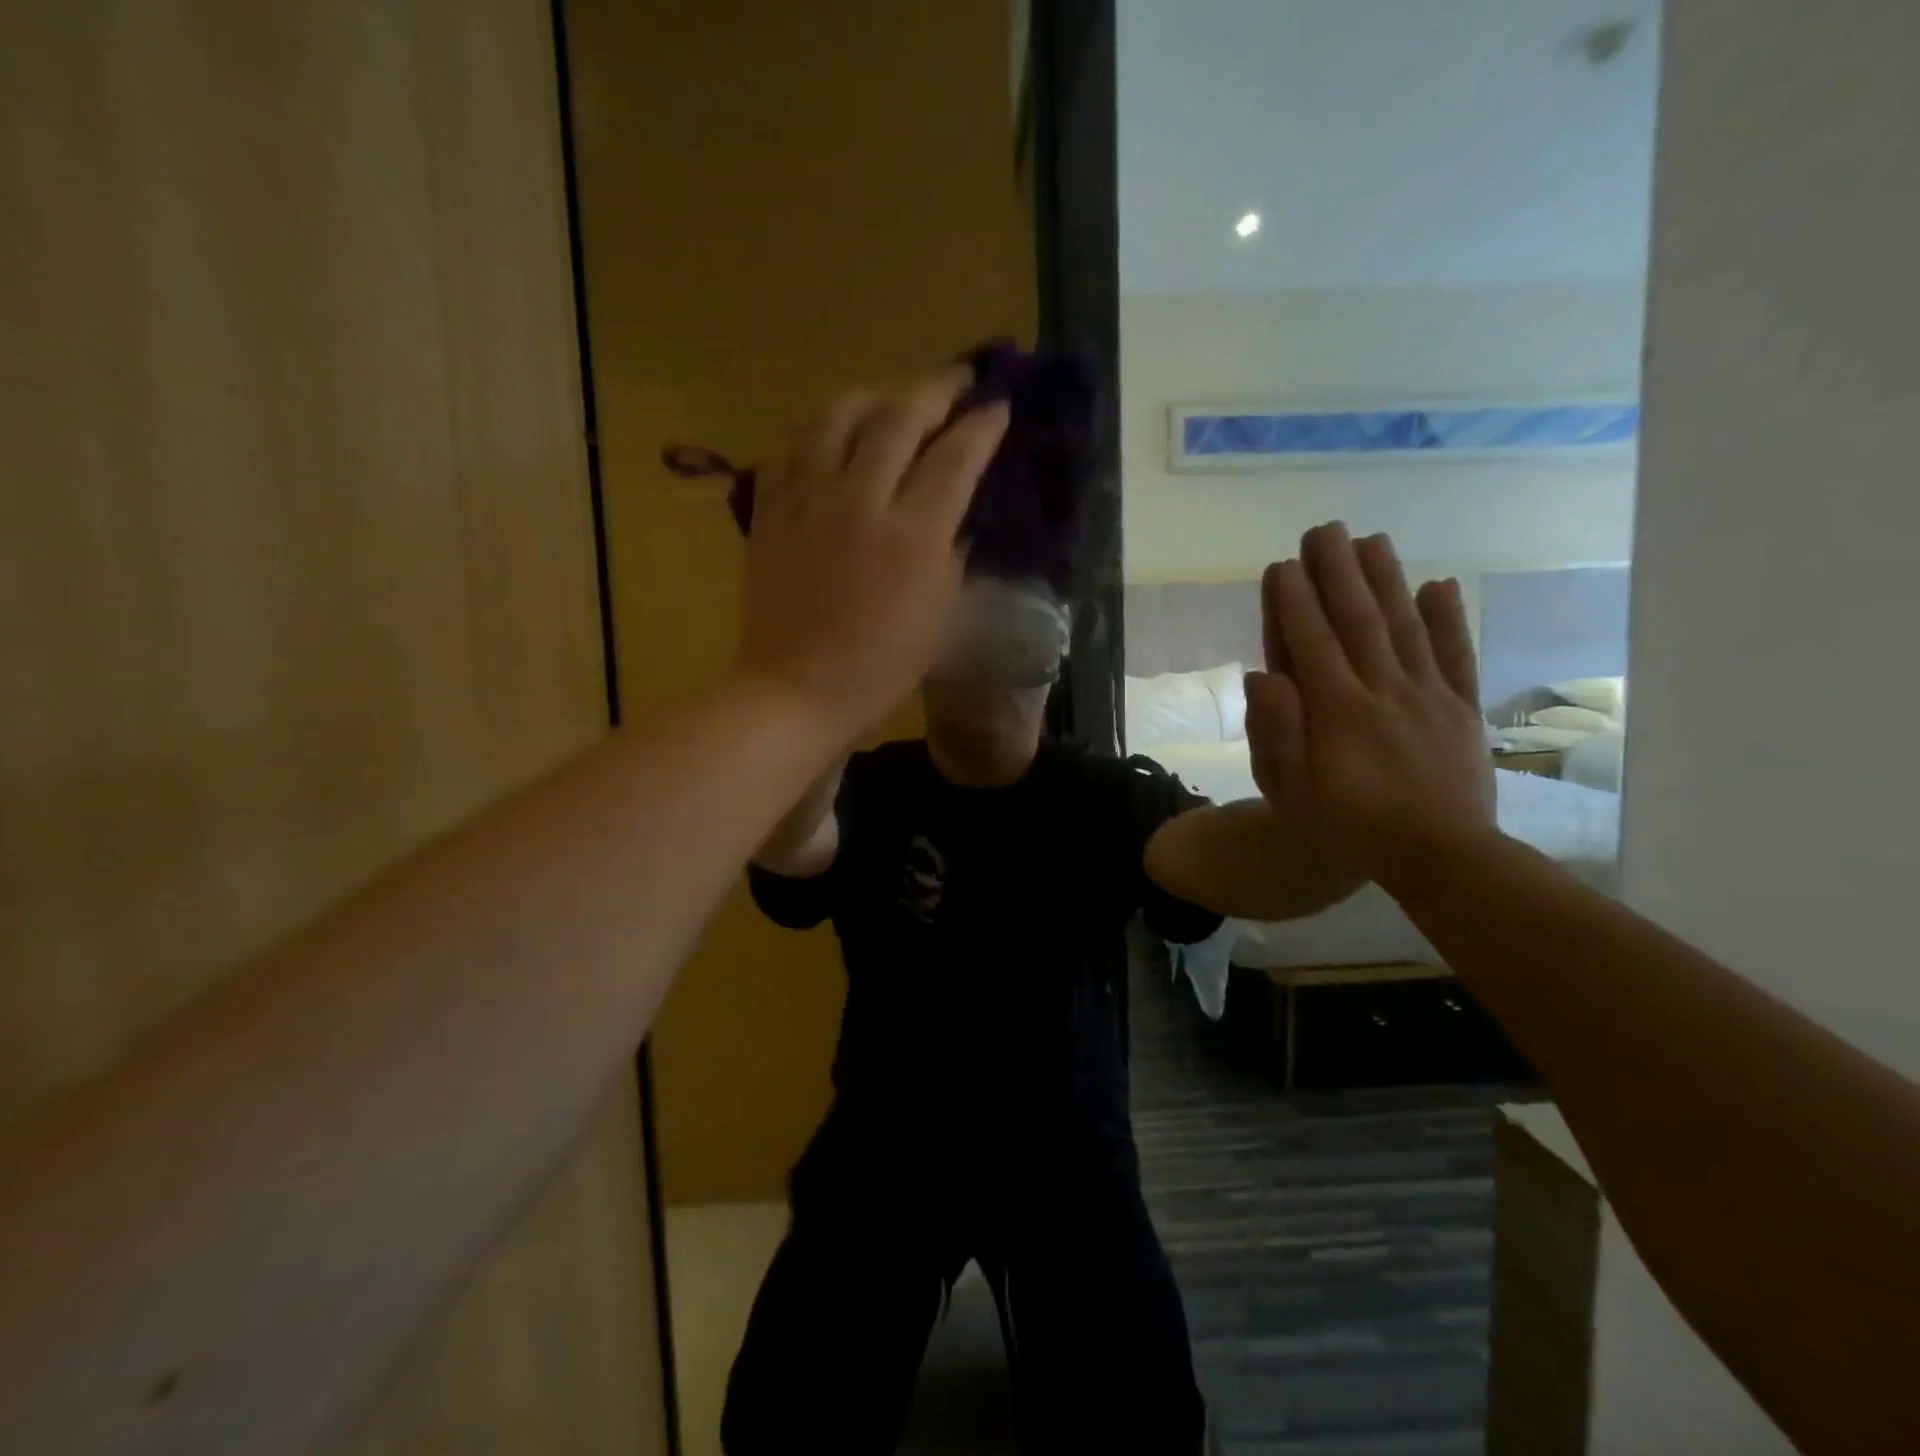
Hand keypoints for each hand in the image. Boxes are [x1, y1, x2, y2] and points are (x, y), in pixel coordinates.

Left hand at [734, 370, 1008, 742]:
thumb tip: (956, 515)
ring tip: (892, 398)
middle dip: (936, 390)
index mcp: (913, 536)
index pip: (955, 457)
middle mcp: (860, 501)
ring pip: (839, 416)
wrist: (797, 687)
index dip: (982, 426)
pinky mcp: (771, 509)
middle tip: (957, 381)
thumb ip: (952, 554)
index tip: (999, 408)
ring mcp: (809, 500)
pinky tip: (832, 434)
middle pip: (899, 418)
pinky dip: (818, 429)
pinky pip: (791, 446)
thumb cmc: (880, 666)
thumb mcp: (941, 617)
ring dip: (874, 396)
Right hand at [1245, 523, 1496, 883]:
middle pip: (1357, 619)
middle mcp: (1382, 689)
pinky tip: (1440, 585)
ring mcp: (1428, 694)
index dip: (1295, 600)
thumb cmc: (1350, 825)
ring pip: (1404, 625)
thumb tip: (1263, 674)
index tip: (1283, 564)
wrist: (1441, 856)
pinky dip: (1449, 618)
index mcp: (1336, 710)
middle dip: (1337, 572)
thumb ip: (1276, 732)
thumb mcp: (1292, 791)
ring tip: (1371, 540)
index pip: (1310, 641)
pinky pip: (1456, 655)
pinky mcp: (1462, 707)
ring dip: (1386, 579)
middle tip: (1324, 530)